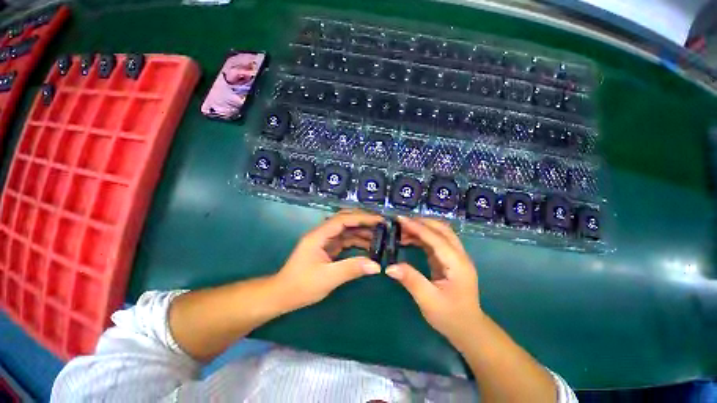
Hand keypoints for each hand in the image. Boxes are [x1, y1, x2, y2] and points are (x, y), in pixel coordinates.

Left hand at [274, 210, 383, 310]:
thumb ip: (351, 269)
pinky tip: (369, 246)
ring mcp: (325, 241)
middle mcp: (322, 234)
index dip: (362, 217)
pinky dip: (357, 241)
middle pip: (345, 220)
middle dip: (363, 220)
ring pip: (346, 230)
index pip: (343, 219)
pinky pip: (345, 240)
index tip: (379, 220)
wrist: (282, 295)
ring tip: (380, 235)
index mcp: (319, 235)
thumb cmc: (301, 286)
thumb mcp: (327, 278)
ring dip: (362, 231)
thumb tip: (376, 266)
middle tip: (382, 224)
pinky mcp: (328, 248)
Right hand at [385, 216, 482, 345]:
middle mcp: (459, 255)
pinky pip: (435, 242)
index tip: (400, 220)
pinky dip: (422, 237)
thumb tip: (390, 267)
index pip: (436, 238)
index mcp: (457, 263)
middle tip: (401, 223)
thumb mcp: (428, 301)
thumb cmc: (450, 317)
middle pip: (442, 229)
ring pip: (439, 233)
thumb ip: (411, 280)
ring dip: (422, 228)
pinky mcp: (449, 260)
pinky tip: (409, 240)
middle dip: (421, 222)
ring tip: (402, 230)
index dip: (417, 227)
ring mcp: (455, 257)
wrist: (469, 330)